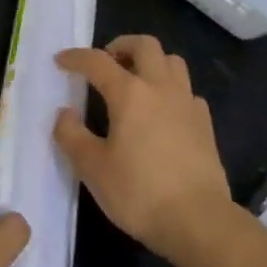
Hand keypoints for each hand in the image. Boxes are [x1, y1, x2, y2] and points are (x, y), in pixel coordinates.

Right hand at [54, 35, 231, 261]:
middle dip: (121, 46)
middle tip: (107, 63)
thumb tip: (65, 113)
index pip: (98, 61)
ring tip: (136, 81)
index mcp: (129, 93)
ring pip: (172, 61)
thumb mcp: (93, 169)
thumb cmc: (140, 193)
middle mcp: (160, 87)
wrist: (199, 221)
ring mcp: (187, 103)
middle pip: (145, 45)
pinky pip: (187, 91)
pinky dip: (172, 90)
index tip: (61, 60)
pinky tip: (163, 112)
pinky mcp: (205, 124)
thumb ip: (72, 136)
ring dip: (151, 62)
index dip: (76, 57)